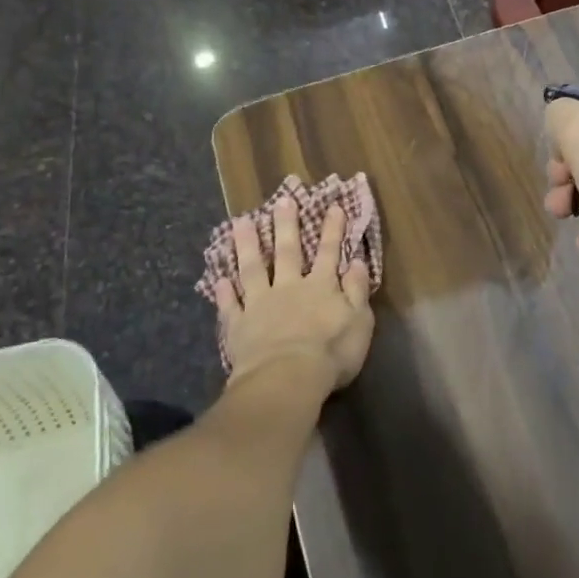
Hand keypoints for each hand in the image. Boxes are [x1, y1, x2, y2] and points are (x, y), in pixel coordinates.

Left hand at [212, 199, 373, 393]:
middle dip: (286, 225)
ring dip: (247, 245)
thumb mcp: (360, 320)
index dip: (332, 229)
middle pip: (287, 251)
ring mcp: (261, 304)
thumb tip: (357, 261)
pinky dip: (224, 293)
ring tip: (240, 222)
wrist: (287, 377)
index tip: (333, 206)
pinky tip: (218, 280)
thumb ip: (357, 290)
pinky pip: (230, 305)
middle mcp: (290, 287)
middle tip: (282, 200)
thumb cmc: (331, 352)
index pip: (329, 252)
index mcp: (321, 287)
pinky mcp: (239, 325)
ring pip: (253, 269)